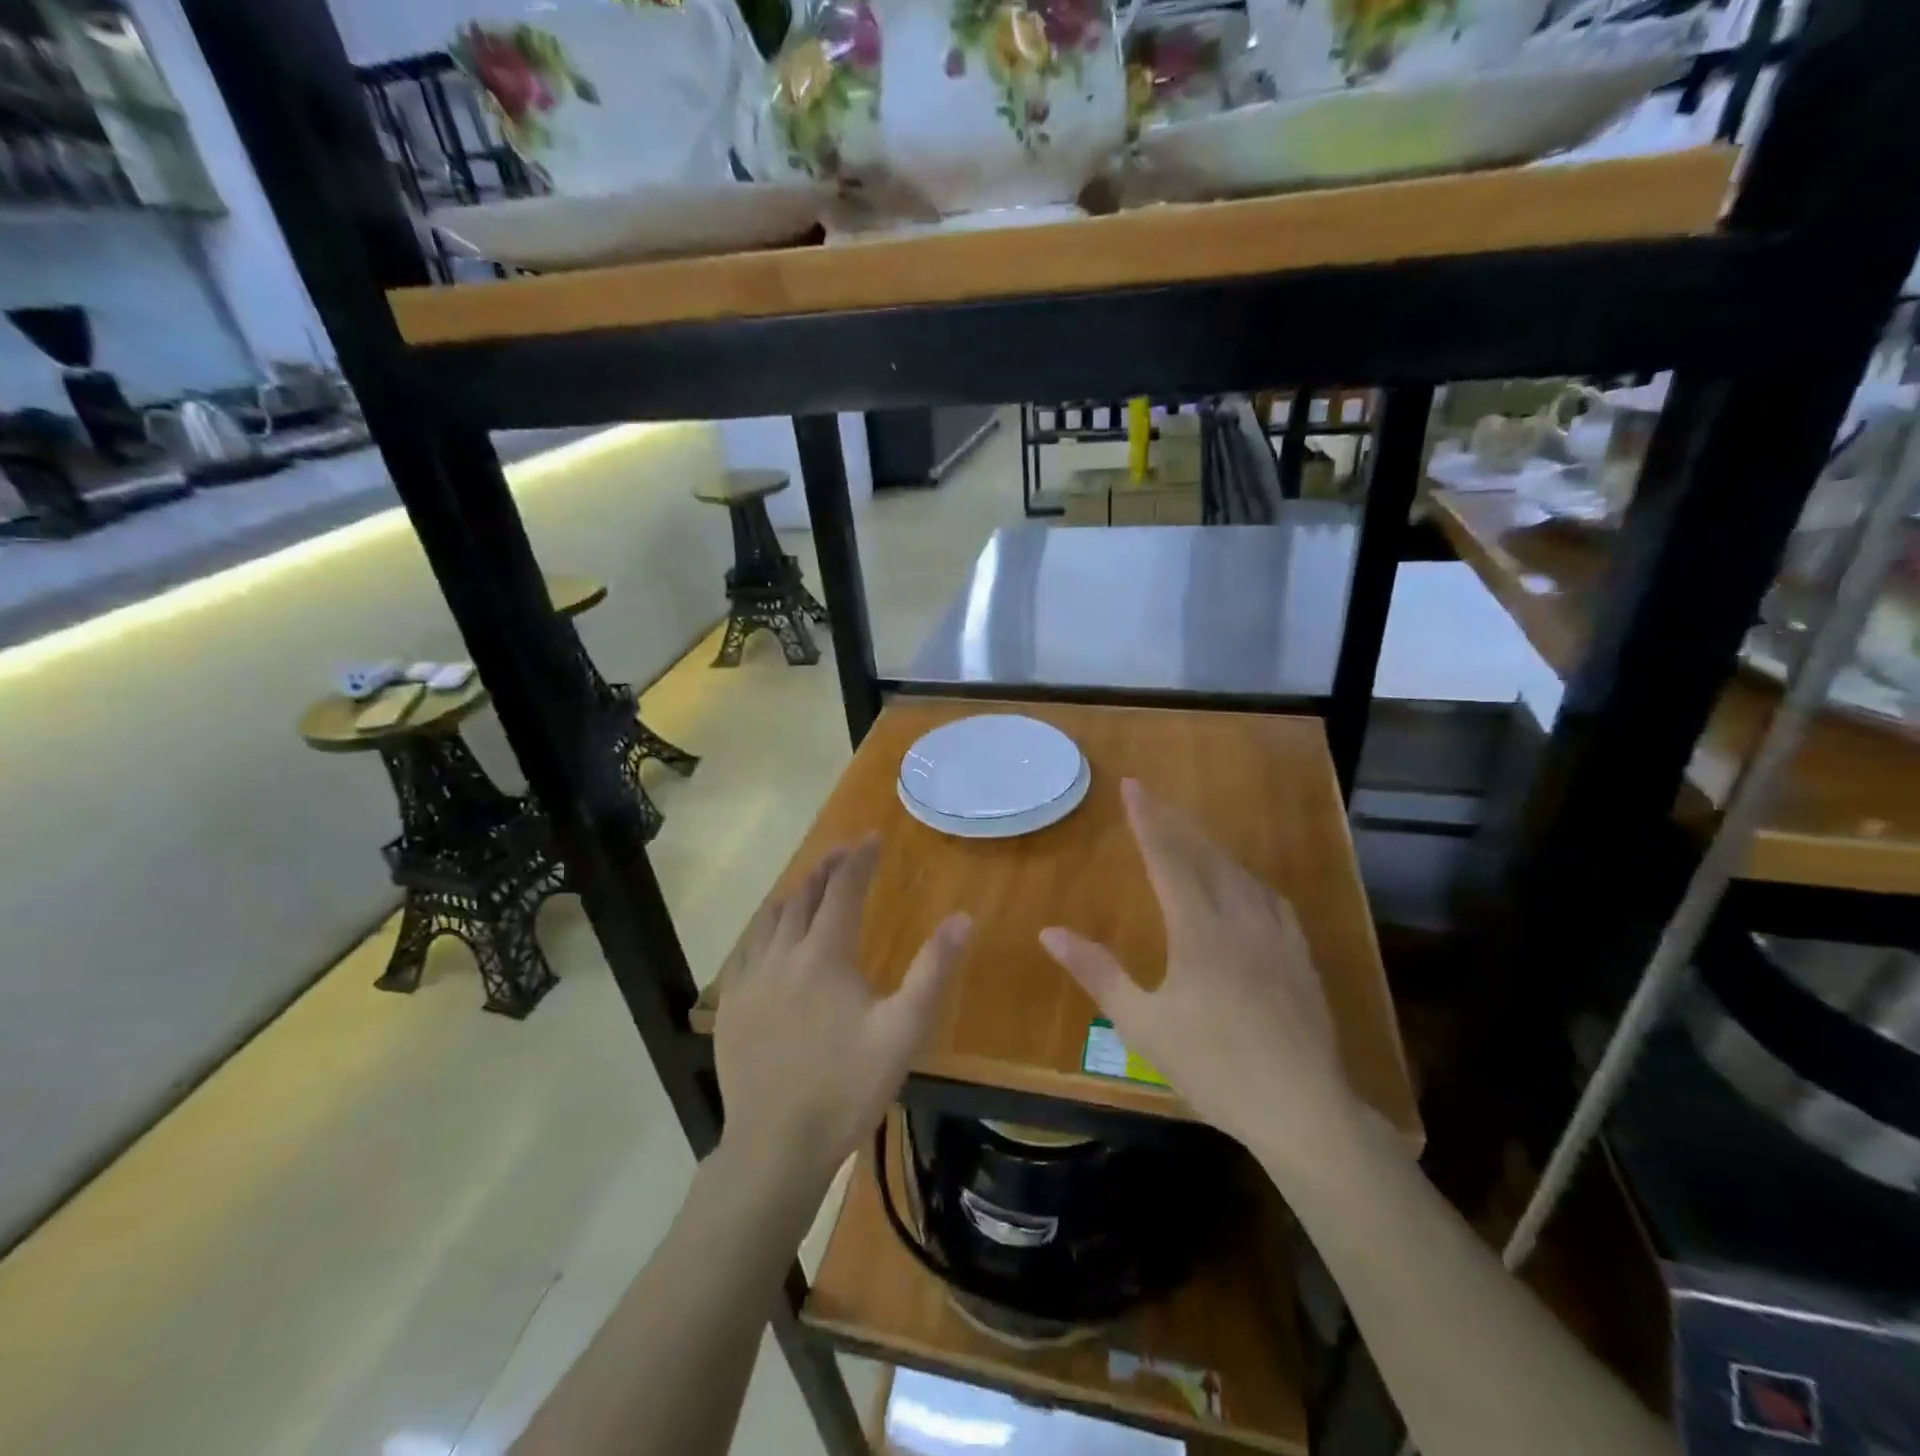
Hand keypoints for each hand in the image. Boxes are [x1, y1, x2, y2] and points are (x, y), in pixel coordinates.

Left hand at [714, 835, 971, 1191]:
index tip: (872, 838)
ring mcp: (750, 981)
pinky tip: (771, 936)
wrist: (775, 1147)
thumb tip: (962, 919)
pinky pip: (746, 949)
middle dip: (826, 868)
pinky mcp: (731, 1007)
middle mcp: (782, 956)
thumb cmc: (846, 1088)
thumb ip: (933, 972)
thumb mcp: (903, 1032)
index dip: (859, 860)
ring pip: (770, 919)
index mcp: (824, 956)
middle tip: (845, 852)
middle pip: (803, 896)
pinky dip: (765, 927)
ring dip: (795, 893)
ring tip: (812, 884)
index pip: (842, 890)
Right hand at [1039, 779, 1353, 1166]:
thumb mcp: (1142, 1024)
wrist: (1302, 1109)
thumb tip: (1049, 932)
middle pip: (1206, 856)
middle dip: (1177, 823)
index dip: (1147, 819)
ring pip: (1241, 874)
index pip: (1167, 858)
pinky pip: (1271, 900)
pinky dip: (1248, 880)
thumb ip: (1097, 973)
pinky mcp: (1300, 958)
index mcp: (1199, 930)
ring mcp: (1276, 936)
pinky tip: (1247, 888)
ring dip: (1212, 848)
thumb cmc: (1213, 1067)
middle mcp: (1240, 919)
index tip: (1132, 785)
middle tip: (1155, 798)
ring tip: (1192, 836)